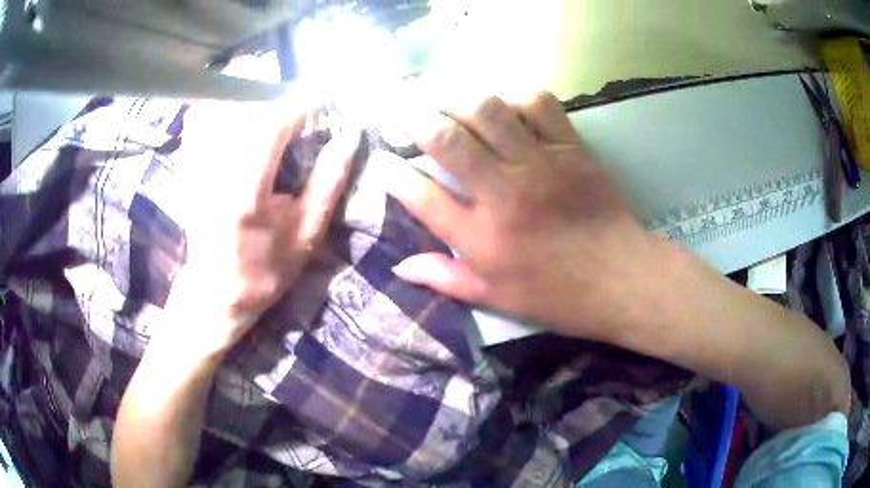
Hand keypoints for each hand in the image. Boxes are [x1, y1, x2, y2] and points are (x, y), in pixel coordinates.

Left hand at [163, 101, 358, 355]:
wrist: (216, 293)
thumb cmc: (266, 270)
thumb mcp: (307, 234)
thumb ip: (328, 182)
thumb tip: (349, 137)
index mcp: (247, 193)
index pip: (273, 126)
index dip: (301, 104)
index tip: (323, 97)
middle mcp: (214, 173)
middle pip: (240, 108)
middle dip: (271, 100)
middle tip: (291, 110)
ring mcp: (194, 170)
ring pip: (215, 110)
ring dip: (243, 103)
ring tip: (263, 115)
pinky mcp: (185, 172)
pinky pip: (196, 124)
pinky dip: (216, 113)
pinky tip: (233, 125)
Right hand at [385, 91, 660, 337]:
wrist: (620, 279)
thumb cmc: (556, 295)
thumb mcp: (495, 298)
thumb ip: (445, 279)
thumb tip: (400, 268)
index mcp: (481, 238)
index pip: (420, 195)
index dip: (394, 174)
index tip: (386, 164)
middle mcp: (503, 193)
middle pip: (446, 139)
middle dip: (415, 119)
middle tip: (406, 112)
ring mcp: (539, 164)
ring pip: (487, 110)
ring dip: (456, 97)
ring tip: (443, 98)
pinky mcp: (570, 147)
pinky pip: (539, 104)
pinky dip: (515, 96)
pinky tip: (503, 103)